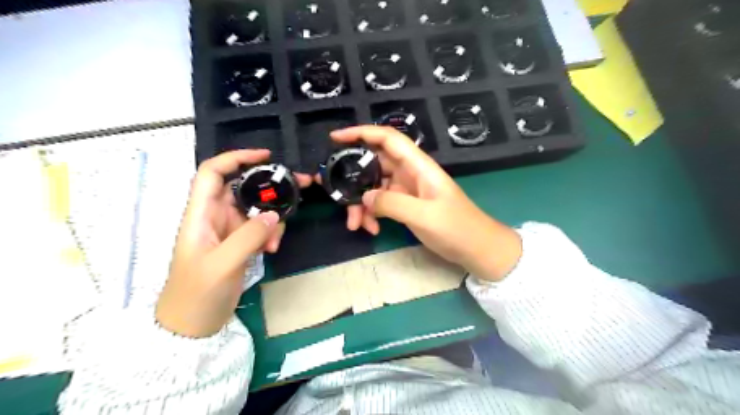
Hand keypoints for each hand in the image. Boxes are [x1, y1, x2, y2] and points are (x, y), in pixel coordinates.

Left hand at [157, 149, 311, 336]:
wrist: (192, 326)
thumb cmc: (197, 294)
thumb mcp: (222, 265)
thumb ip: (248, 237)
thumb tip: (273, 214)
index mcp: (200, 214)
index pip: (212, 173)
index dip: (235, 158)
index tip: (265, 157)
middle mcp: (214, 216)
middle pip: (243, 187)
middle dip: (270, 185)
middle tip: (300, 186)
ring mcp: (229, 230)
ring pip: (256, 208)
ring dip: (273, 218)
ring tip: (276, 240)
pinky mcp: (240, 243)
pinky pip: (261, 227)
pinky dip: (271, 233)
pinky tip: (272, 249)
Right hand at [333, 124, 522, 281]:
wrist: (476, 249)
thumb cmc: (457, 228)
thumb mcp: (424, 216)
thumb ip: (392, 203)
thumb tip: (365, 196)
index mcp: (418, 166)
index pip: (388, 139)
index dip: (361, 132)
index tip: (335, 138)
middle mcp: (410, 173)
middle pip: (374, 164)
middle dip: (352, 178)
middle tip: (331, 191)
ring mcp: (407, 189)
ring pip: (374, 187)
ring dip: (360, 203)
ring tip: (355, 224)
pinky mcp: (405, 205)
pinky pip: (381, 202)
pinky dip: (372, 213)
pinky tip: (371, 229)